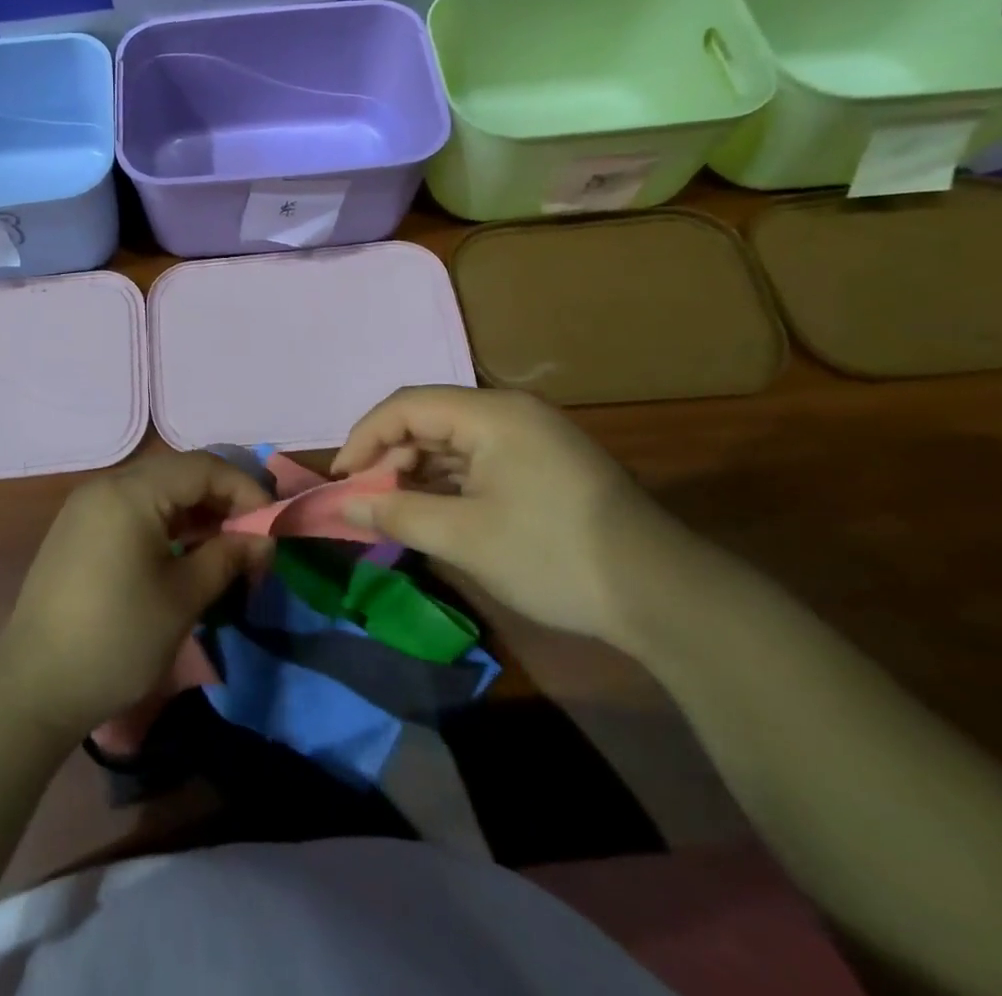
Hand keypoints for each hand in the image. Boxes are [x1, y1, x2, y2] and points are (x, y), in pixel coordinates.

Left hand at [0, 452, 273, 739]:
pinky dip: (167, 523)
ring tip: (225, 549)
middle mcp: (107, 486)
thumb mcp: (183, 598)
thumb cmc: (117, 639)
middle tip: (252, 539)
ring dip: (196, 513)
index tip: (273, 527)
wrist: (33, 687)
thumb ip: (228, 557)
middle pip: (179, 473)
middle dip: (223, 500)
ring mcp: (87, 506)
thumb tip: (263, 540)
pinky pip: (134, 509)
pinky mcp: (78, 530)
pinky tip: (185, 553)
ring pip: (157, 491)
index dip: (245, 491)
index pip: (203, 467)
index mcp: (131, 492)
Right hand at [332, 386, 689, 644]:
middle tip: (368, 501)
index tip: (340, 479)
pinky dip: (449, 482)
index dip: (364, 438)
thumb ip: (396, 514)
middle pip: (429, 419)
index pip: (406, 406)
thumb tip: (344, 505)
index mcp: (491, 413)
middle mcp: (510, 412)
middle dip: (390, 457)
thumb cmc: (553, 555)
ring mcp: (531, 436)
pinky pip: (479, 459)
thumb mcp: (465, 537)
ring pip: (452, 440)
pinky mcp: (543, 463)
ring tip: (396, 510)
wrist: (662, 595)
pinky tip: (436, 511)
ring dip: (418, 471)